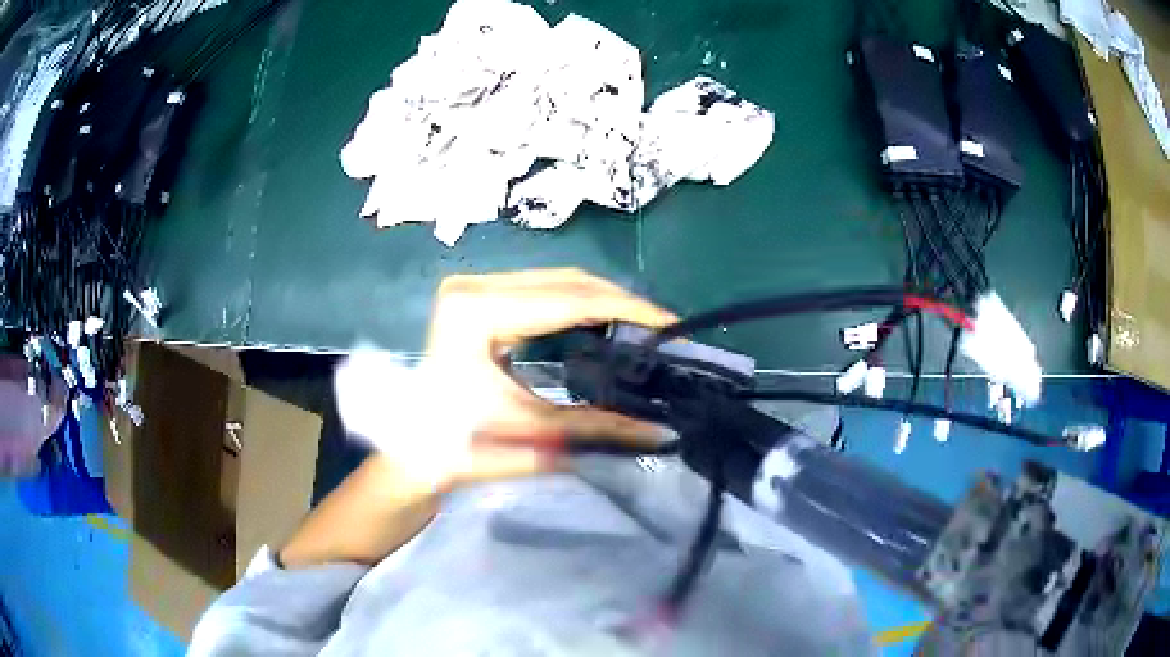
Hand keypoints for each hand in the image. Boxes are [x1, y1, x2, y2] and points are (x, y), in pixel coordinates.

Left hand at [283, 270, 676, 567]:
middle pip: (566, 280)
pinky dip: (579, 304)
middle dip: (620, 301)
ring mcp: (473, 288)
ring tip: (642, 325)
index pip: (568, 298)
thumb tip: (662, 430)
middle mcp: (473, 287)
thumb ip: (599, 428)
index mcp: (477, 312)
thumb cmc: (458, 446)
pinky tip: (604, 322)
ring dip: (602, 300)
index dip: (626, 308)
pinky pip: (542, 289)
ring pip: (557, 280)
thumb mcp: (533, 435)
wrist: (412, 452)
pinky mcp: (477, 298)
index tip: (671, 323)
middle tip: (662, 327)